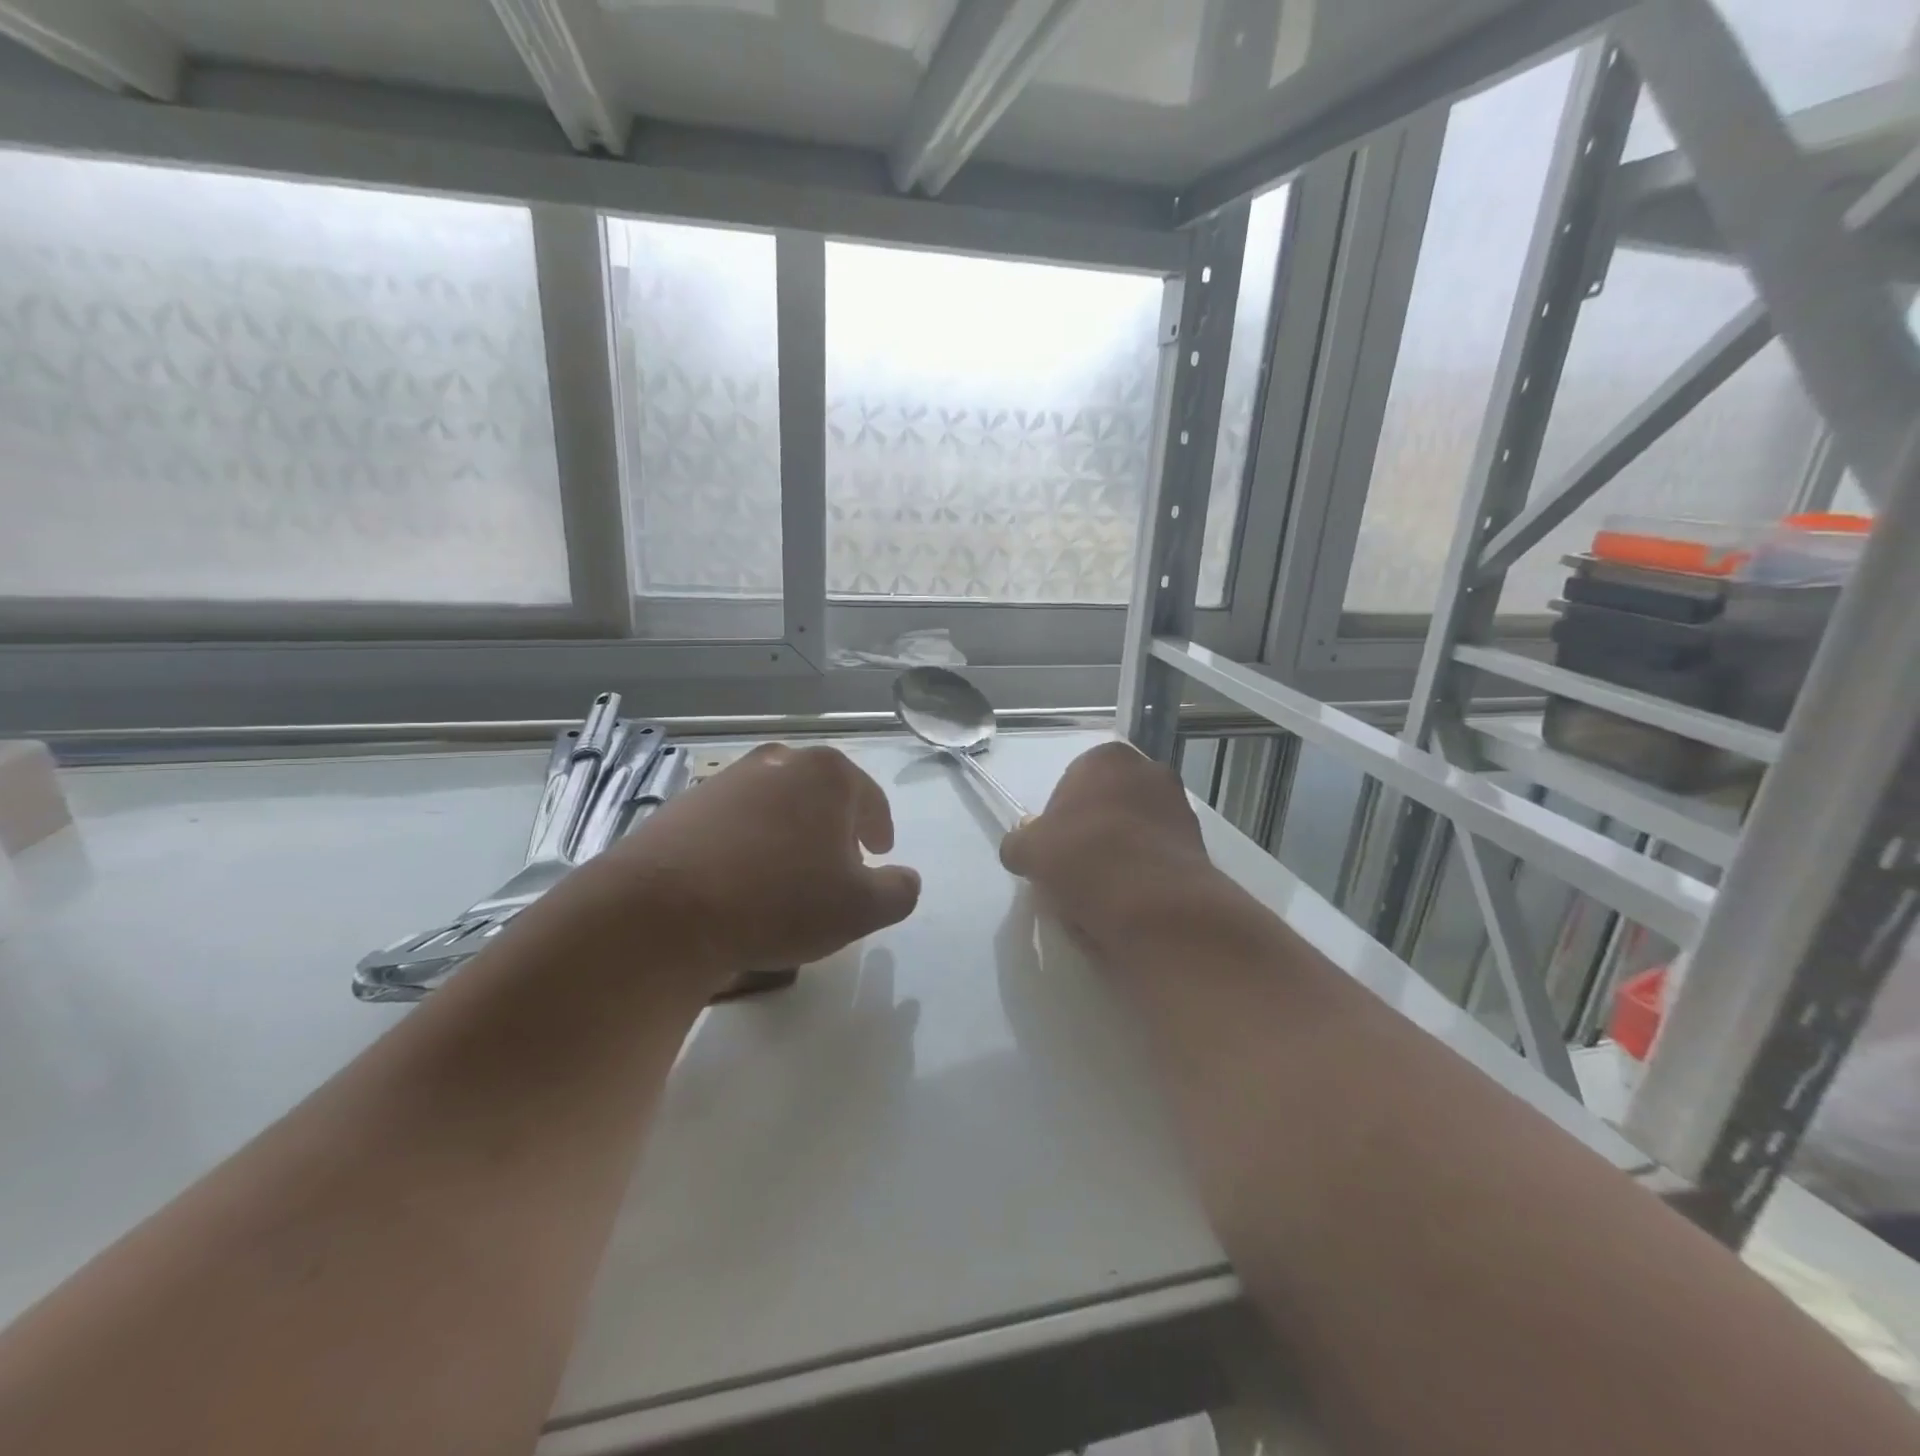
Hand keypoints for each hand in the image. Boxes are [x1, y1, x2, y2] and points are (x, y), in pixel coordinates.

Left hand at [556, 744, 921, 995]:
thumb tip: (905, 879)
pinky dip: (748, 843)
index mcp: (827, 774)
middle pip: (822, 794)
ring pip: (776, 804)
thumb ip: (898, 891)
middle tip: (838, 864)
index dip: (879, 827)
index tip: (880, 853)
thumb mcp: (860, 909)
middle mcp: (778, 763)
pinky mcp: (685, 805)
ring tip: (787, 875)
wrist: (663, 912)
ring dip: (790, 832)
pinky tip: (741, 880)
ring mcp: (727, 780)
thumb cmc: (779, 901)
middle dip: (834, 827)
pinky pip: (734, 822)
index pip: (869, 798)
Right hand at [999, 740, 1219, 955]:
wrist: (1155, 906)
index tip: (1053, 851)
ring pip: (1133, 831)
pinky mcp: (1199, 843)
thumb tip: (1023, 843)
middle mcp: (1149, 770)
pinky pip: (1156, 856)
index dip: (1058, 819)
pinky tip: (1129, 902)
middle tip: (1074, 871)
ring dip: (1119, 854)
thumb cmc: (1085, 859)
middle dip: (1091, 833)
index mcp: (1107, 758)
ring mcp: (1179, 806)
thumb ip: (1019, 841)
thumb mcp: (1028, 851)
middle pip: (1106, 804)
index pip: (1072, 783)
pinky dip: (1143, 873)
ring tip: (1101, 894)